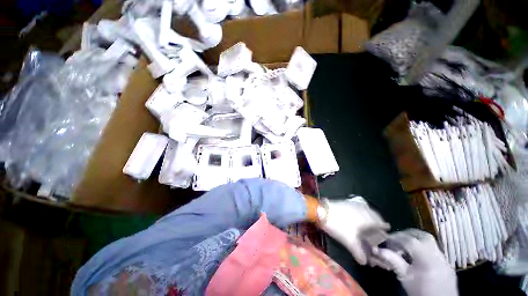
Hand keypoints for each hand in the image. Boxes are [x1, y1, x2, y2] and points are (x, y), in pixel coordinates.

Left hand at [321, 197, 389, 264]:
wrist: (322, 210)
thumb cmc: (339, 225)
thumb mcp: (349, 241)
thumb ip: (359, 253)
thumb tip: (364, 262)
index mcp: (367, 218)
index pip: (380, 222)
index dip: (384, 227)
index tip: (386, 230)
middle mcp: (362, 209)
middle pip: (374, 215)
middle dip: (377, 220)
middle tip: (377, 227)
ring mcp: (352, 204)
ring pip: (365, 209)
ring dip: (368, 215)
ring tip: (366, 222)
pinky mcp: (344, 201)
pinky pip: (357, 206)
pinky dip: (359, 211)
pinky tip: (354, 215)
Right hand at [371, 229, 457, 295]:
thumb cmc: (420, 291)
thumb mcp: (405, 278)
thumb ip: (393, 261)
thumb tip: (376, 249)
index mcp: (427, 258)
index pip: (409, 240)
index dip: (396, 237)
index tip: (386, 239)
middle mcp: (437, 254)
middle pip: (423, 235)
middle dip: (408, 234)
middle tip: (396, 238)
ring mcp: (444, 259)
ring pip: (430, 242)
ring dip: (416, 240)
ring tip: (405, 247)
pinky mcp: (447, 265)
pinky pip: (434, 250)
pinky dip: (424, 249)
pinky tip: (417, 257)